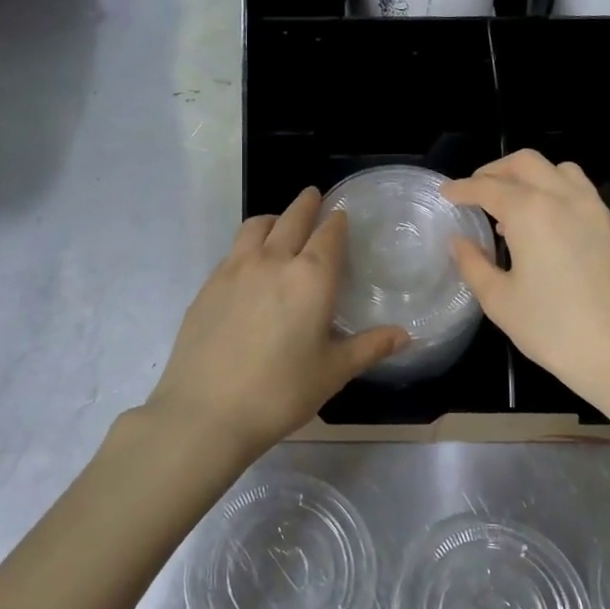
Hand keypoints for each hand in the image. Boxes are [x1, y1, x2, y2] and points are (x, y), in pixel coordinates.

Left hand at [143, 187, 407, 462]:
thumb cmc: (280, 393)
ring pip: (256, 226)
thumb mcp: (332, 372)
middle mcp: (272, 261)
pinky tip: (250, 265)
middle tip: (313, 197)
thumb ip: (369, 347)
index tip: (341, 214)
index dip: (337, 221)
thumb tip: (403, 335)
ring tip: (280, 224)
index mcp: (310, 278)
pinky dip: (248, 244)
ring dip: (274, 218)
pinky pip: (233, 250)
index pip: (329, 235)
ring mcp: (234, 269)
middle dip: (306, 205)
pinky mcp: (208, 285)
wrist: (206, 411)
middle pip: (292, 218)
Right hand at [444, 151, 609, 424]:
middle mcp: (566, 199)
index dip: (462, 188)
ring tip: (516, 207)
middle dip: (495, 171)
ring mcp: (600, 212)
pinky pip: (584, 196)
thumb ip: (474, 265)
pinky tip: (553, 232)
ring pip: (561, 172)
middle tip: (477, 190)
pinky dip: (559, 197)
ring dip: (532, 178)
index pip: (488, 187)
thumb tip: (459, 242)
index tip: (446, 193)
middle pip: (526, 163)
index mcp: (531, 212)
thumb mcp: (501, 302)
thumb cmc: (556, 331)